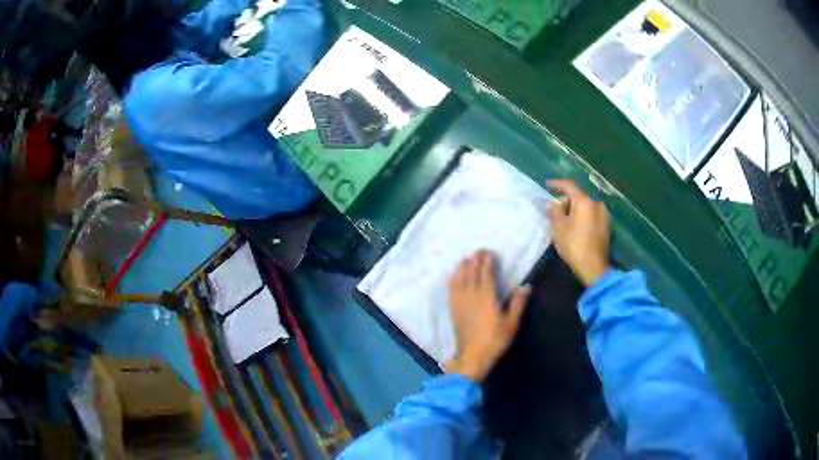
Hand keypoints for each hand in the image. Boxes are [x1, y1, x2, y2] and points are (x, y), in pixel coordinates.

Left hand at [446, 250, 530, 382]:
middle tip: (479, 251)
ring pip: (460, 278)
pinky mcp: (454, 309)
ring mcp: (460, 302)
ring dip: (463, 266)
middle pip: (472, 272)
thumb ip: (517, 303)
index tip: (490, 253)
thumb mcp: (511, 323)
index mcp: (487, 296)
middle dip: (475, 260)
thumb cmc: (495, 340)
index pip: (486, 273)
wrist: (473, 356)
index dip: (487, 261)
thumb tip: (525, 286)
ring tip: (466, 258)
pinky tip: (454, 276)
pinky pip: (451, 289)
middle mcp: (472, 295)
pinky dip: (453, 279)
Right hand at [547, 180, 610, 286]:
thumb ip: (554, 210)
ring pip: (585, 207)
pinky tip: (576, 228)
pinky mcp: (606, 226)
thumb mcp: (558, 227)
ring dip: (575, 211)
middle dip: (566, 202)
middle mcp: (597, 204)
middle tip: (555, 211)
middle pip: (578, 197)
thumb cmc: (573, 245)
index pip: (569, 186)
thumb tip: (554, 203)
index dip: (557, 184)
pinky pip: (591, 216)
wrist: (593, 267)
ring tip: (565, 221)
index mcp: (584, 202)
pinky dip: (583, 218)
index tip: (547, 185)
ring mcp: (604, 215)